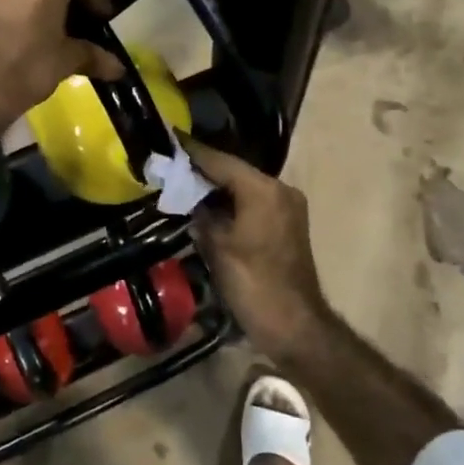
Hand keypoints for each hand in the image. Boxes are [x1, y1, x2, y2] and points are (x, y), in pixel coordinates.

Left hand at [0, 0, 125, 132]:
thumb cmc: (28, 66)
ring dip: (43, 4)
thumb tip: (119, 68)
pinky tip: (26, 36)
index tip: (102, 20)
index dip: (96, 0)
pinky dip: (21, 11)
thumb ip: (93, 57)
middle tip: (80, 25)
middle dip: (69, 0)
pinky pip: (8, 0)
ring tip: (53, 32)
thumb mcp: (66, 61)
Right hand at [184, 138, 332, 364]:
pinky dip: (231, 202)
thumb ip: (202, 216)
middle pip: (234, 171)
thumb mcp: (218, 247)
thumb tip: (190, 200)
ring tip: (183, 183)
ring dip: (216, 187)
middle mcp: (280, 190)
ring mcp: (287, 207)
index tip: (168, 138)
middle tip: (170, 164)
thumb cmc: (253, 284)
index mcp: (263, 190)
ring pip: (244, 187)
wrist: (294, 326)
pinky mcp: (286, 224)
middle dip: (203, 169)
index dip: (192, 152)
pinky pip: (253, 202)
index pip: (221, 161)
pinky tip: (208, 207)